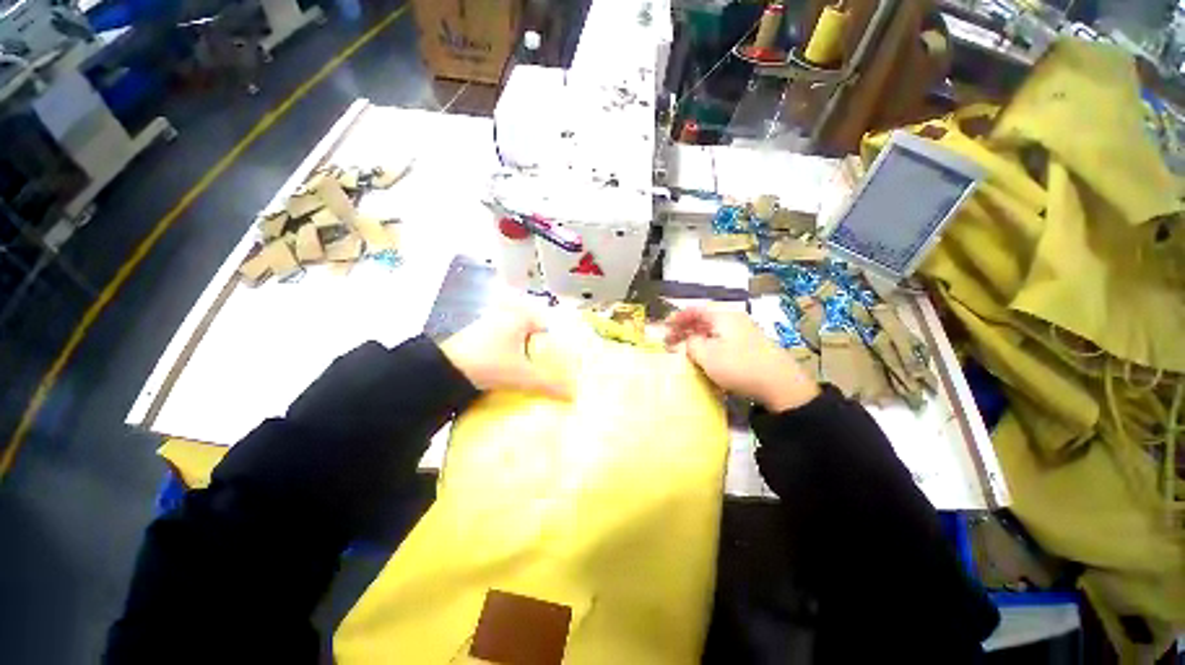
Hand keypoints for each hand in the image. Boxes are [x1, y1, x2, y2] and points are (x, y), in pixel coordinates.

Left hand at [440, 308, 570, 400]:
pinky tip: (508, 371)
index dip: (554, 345)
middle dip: (538, 350)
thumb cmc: (491, 364)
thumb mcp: (523, 376)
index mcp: (521, 317)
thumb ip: (550, 384)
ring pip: (515, 339)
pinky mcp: (475, 336)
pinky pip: (501, 343)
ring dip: (522, 354)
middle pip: (531, 333)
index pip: (547, 328)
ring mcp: (489, 324)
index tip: (558, 362)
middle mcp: (506, 315)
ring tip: (529, 373)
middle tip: (546, 369)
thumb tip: (573, 396)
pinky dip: (507, 355)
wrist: (444, 371)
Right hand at [665, 307, 818, 411]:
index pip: (695, 309)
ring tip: (684, 351)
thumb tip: (687, 340)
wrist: (781, 385)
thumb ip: (691, 344)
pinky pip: (723, 341)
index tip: (664, 328)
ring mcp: (745, 333)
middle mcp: (735, 319)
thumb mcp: (707, 355)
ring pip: (713, 331)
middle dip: (685, 329)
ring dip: (696, 339)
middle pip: (704, 319)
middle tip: (670, 342)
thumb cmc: (739, 366)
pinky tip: (705, 359)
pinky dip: (709, 346)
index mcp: (723, 316)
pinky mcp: (751, 347)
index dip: (677, 317)